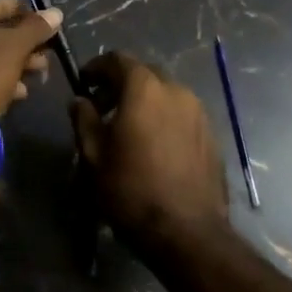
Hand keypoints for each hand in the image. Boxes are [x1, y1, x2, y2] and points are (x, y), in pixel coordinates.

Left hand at [0, 0, 60, 116]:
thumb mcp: (10, 49)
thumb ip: (33, 29)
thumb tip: (56, 12)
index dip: (9, 8)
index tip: (35, 13)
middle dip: (19, 42)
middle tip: (46, 47)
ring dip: (15, 64)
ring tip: (42, 70)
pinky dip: (2, 84)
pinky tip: (23, 93)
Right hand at [70, 52, 232, 256]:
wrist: (187, 232)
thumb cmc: (131, 190)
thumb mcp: (93, 155)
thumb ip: (84, 120)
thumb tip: (80, 101)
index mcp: (145, 89)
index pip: (118, 59)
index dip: (97, 68)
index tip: (84, 84)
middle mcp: (176, 90)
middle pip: (144, 73)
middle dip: (121, 84)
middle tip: (102, 108)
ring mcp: (199, 112)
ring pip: (166, 93)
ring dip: (145, 101)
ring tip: (128, 129)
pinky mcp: (211, 134)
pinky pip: (182, 113)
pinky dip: (164, 117)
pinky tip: (153, 145)